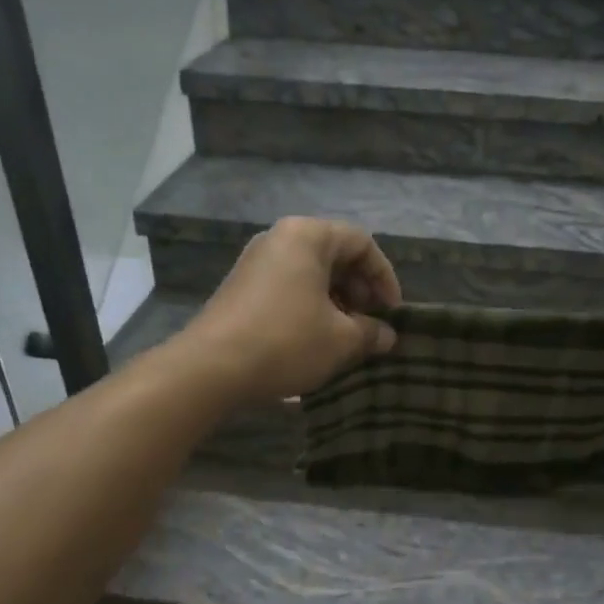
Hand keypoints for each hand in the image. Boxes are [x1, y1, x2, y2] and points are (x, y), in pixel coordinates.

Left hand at [180, 217, 400, 404]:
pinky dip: (310, 307)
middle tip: (371, 324)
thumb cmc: (286, 341)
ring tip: (347, 337)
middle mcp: (279, 239)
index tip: (392, 312)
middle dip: (360, 291)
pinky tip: (316, 340)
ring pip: (310, 274)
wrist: (210, 367)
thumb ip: (370, 332)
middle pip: (334, 255)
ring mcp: (256, 262)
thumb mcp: (341, 340)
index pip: (361, 243)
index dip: (384, 277)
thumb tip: (387, 336)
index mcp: (307, 236)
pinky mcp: (241, 287)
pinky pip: (288, 287)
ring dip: (336, 302)